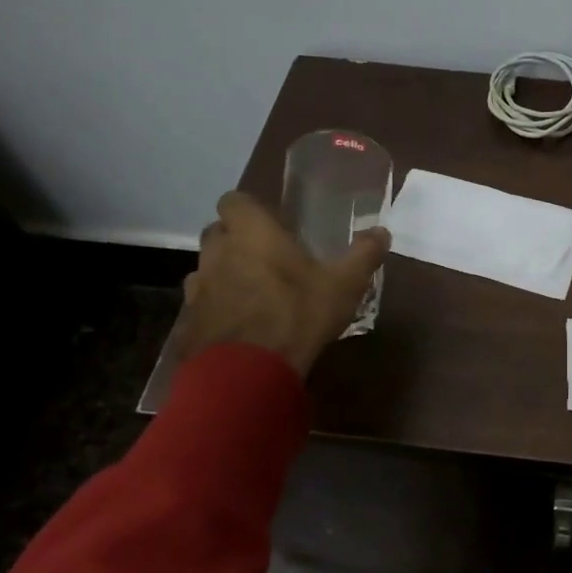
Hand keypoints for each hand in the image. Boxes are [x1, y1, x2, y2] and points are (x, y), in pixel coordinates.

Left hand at [174, 191, 389, 377]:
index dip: (249, 209)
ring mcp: (199, 287)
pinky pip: (203, 303)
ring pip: (209, 268)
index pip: (234, 200)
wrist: (247, 372)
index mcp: (251, 232)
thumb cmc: (296, 315)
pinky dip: (218, 307)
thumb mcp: (344, 285)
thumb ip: (363, 255)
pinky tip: (240, 324)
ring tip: (255, 293)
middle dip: (237, 239)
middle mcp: (218, 251)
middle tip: (268, 257)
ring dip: (226, 274)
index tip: (271, 224)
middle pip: (218, 232)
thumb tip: (382, 232)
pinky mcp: (189, 320)